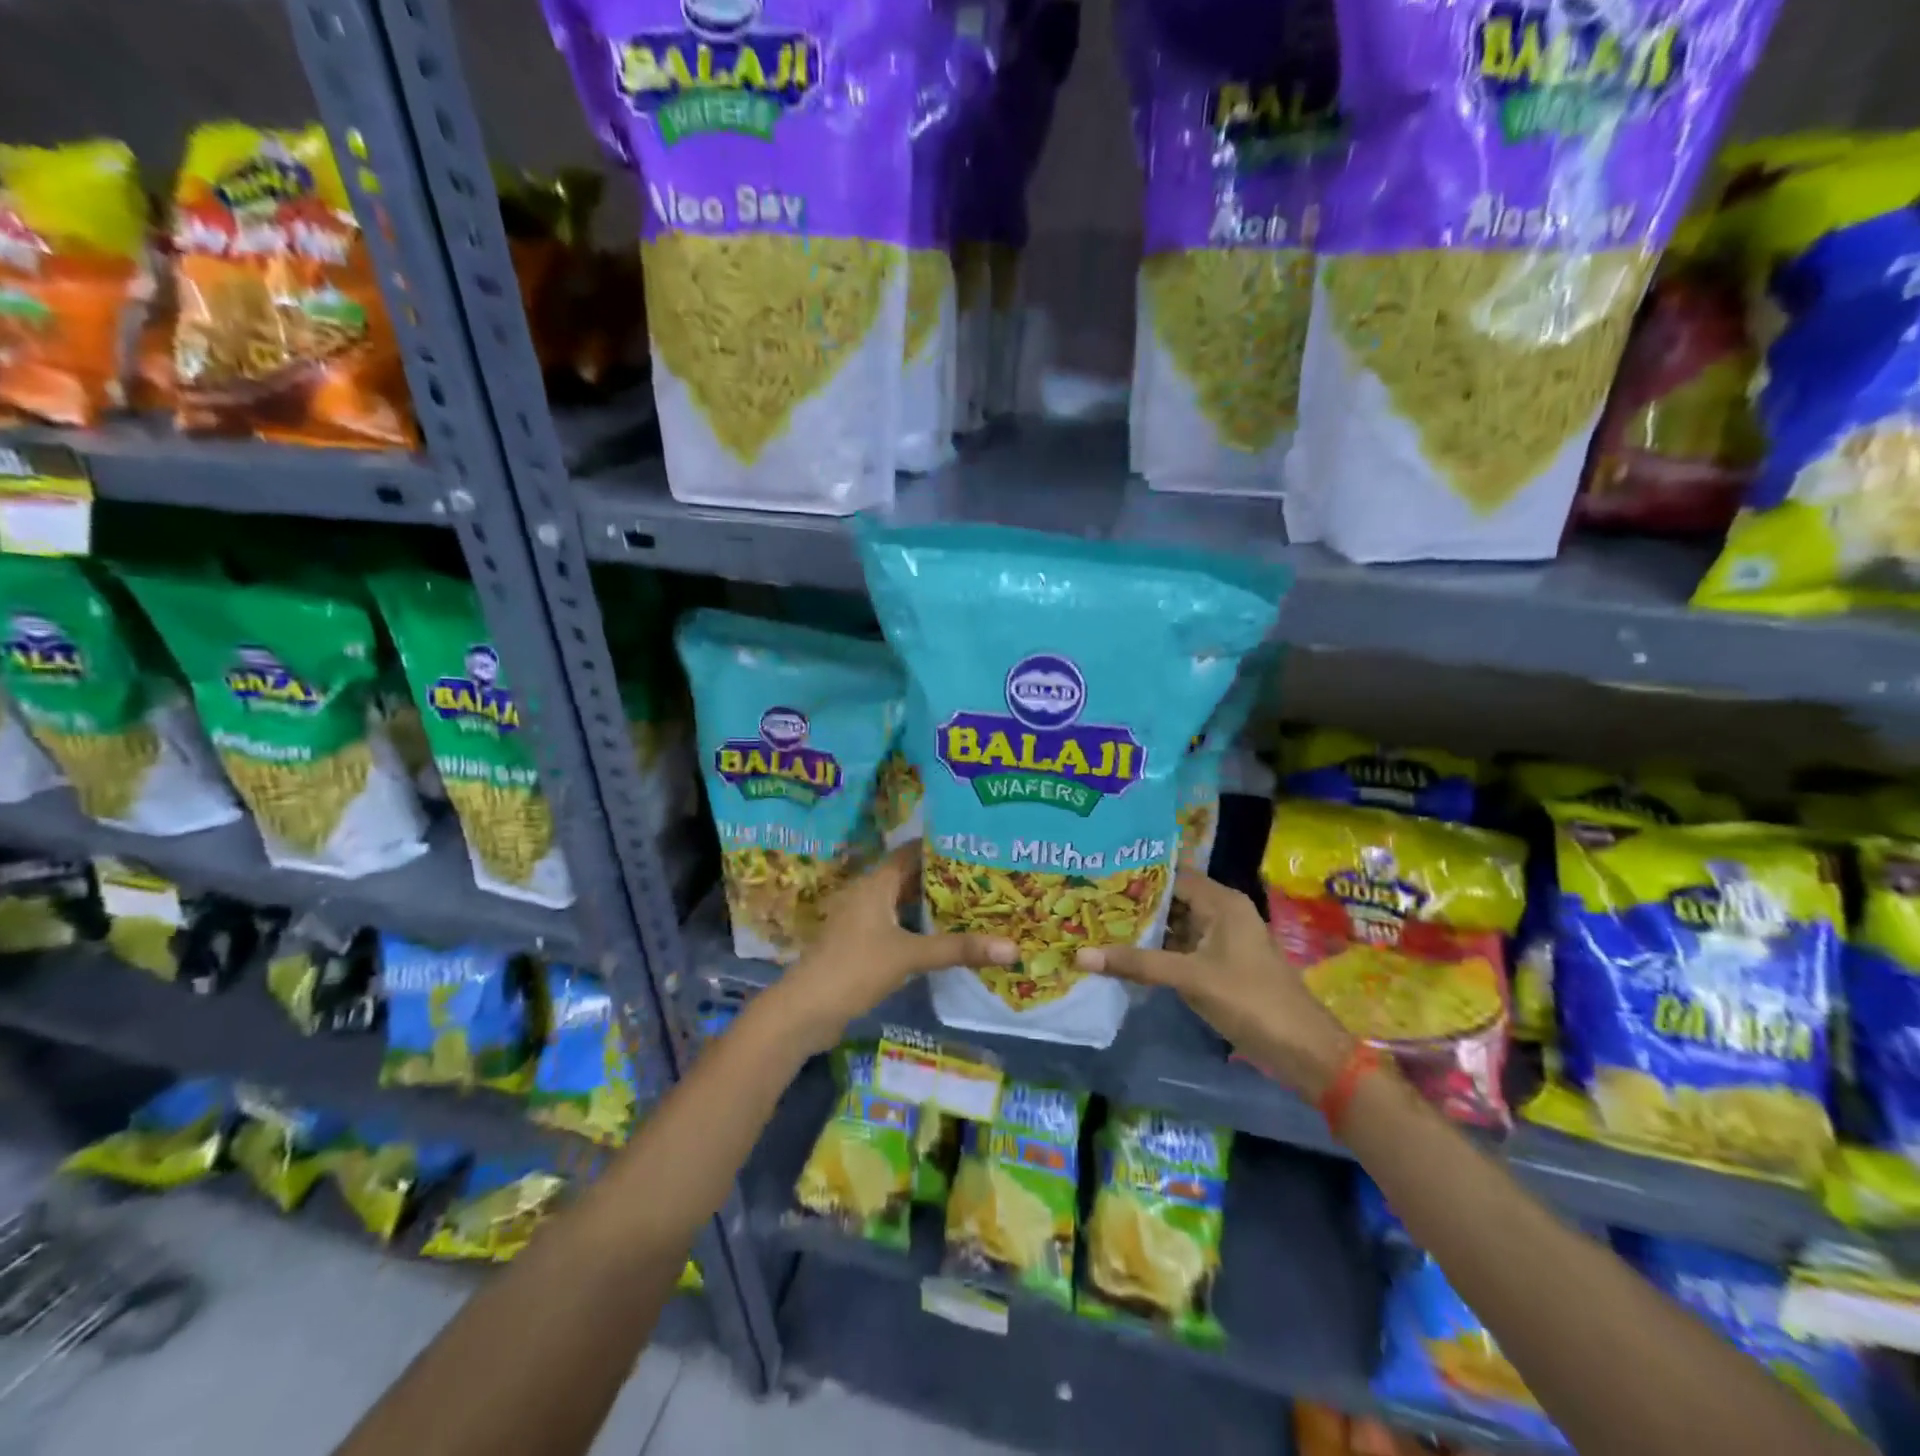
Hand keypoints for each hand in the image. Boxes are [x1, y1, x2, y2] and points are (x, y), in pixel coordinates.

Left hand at [770, 843, 1016, 1054]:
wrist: (804, 1011)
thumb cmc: (854, 969)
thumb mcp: (909, 956)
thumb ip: (958, 949)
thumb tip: (1013, 948)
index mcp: (875, 883)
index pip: (912, 852)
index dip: (941, 846)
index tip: (976, 844)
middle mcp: (868, 894)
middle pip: (910, 877)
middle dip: (944, 877)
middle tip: (986, 875)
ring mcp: (863, 921)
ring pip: (904, 903)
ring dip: (932, 904)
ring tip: (975, 902)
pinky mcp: (862, 945)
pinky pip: (897, 925)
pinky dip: (920, 927)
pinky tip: (946, 936)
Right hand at [1074, 872, 1354, 1099]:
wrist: (1303, 1050)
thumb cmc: (1250, 1000)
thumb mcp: (1190, 978)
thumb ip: (1137, 964)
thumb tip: (1080, 954)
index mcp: (1222, 902)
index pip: (1171, 874)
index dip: (1135, 873)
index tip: (1097, 873)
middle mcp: (1221, 913)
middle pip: (1170, 898)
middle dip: (1133, 902)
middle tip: (1088, 899)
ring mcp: (1220, 940)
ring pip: (1174, 924)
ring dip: (1142, 927)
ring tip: (1095, 922)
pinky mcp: (1218, 965)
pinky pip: (1180, 947)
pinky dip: (1155, 949)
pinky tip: (1122, 953)